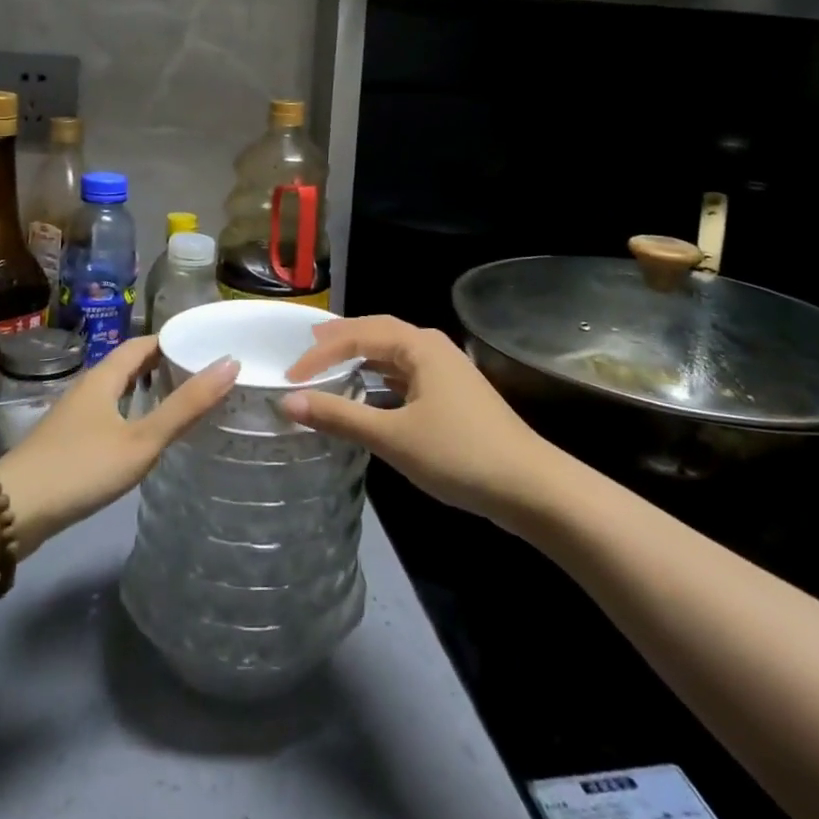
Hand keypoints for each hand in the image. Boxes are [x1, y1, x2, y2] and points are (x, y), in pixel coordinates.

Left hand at [0, 335, 236, 550]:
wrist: (9, 513)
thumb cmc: (80, 468)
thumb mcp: (141, 439)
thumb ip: (185, 406)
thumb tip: (230, 363)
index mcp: (104, 377)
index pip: (142, 344)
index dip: (172, 340)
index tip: (204, 346)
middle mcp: (87, 389)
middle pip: (128, 366)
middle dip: (162, 366)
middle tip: (200, 375)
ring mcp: (73, 417)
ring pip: (116, 393)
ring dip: (145, 392)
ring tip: (180, 404)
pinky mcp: (65, 444)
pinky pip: (106, 416)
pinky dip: (130, 416)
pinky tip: (142, 439)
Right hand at [281, 316, 557, 526]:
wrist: (529, 487)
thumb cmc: (458, 454)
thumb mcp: (392, 437)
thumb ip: (339, 416)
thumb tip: (288, 401)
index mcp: (418, 344)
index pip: (357, 336)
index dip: (320, 354)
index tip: (289, 377)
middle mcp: (431, 346)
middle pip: (376, 332)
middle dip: (340, 340)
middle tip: (305, 348)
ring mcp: (445, 368)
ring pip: (392, 352)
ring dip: (360, 357)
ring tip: (328, 364)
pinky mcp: (451, 392)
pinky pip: (404, 372)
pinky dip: (378, 376)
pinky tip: (367, 391)